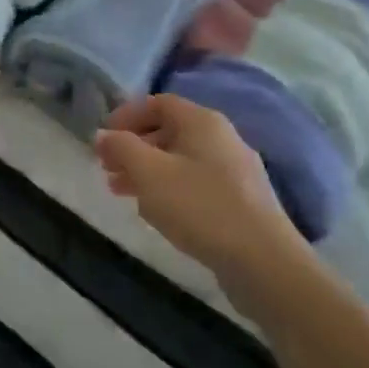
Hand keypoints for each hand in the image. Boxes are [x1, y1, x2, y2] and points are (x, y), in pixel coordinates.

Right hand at [96, 95, 311, 301]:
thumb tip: (103, 135)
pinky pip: (196, 184)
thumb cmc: (200, 207)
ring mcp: (236, 171)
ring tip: (122, 192)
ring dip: (147, 171)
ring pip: (180, 160)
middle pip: (168, 131)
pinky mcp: (242, 202)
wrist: (265, 264)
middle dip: (133, 148)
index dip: (125, 115)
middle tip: (107, 168)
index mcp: (202, 122)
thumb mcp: (148, 172)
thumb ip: (120, 146)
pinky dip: (170, 190)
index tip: (103, 138)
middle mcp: (222, 138)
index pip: (157, 103)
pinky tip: (156, 212)